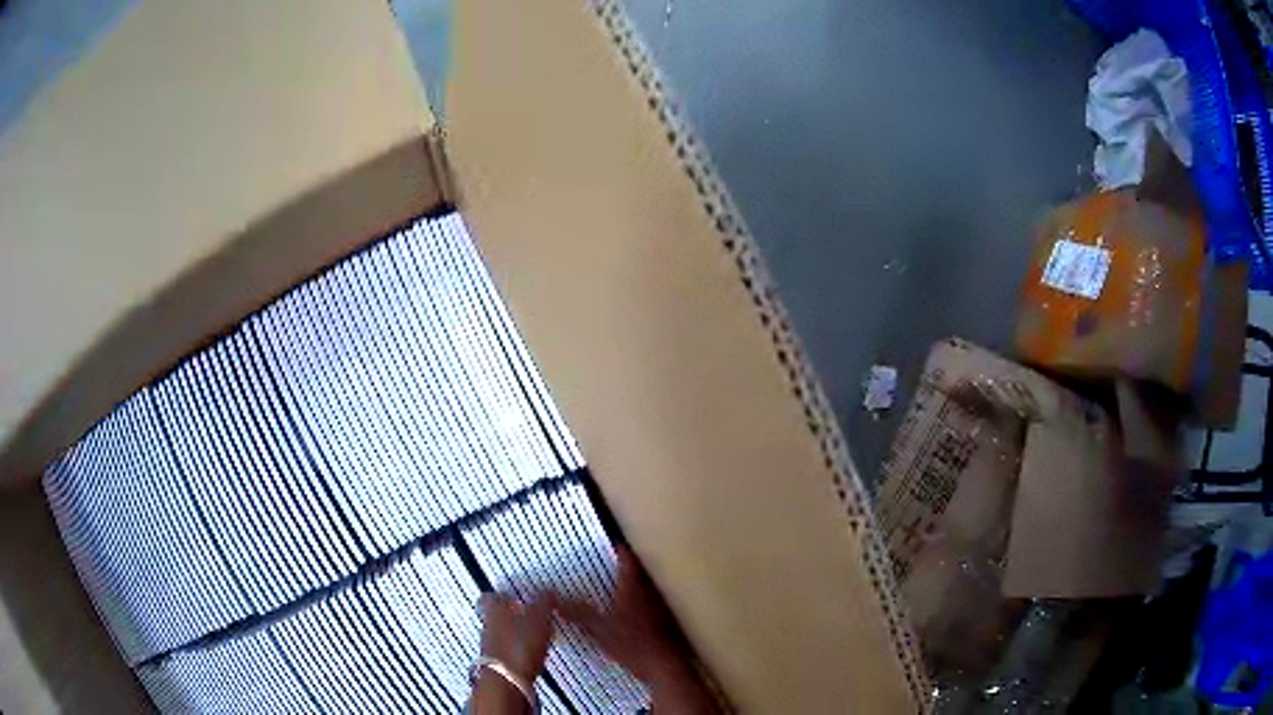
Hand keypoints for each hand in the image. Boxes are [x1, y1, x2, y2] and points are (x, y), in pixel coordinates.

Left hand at [472, 591, 555, 713]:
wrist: (506, 680)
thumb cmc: (518, 646)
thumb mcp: (539, 618)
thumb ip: (543, 603)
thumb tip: (547, 591)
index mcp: (494, 609)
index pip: (491, 595)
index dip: (504, 594)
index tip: (516, 594)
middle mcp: (487, 625)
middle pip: (495, 615)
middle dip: (511, 615)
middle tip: (528, 615)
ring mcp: (490, 645)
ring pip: (500, 633)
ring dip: (515, 633)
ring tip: (535, 636)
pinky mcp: (497, 663)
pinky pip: (506, 651)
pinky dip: (517, 650)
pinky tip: (532, 654)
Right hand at [559, 546, 717, 712]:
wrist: (663, 666)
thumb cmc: (632, 646)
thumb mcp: (598, 630)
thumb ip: (577, 613)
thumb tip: (555, 599)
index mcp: (631, 590)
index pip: (628, 561)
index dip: (621, 551)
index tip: (615, 543)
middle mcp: (648, 594)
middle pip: (641, 571)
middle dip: (631, 564)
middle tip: (619, 559)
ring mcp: (660, 607)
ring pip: (650, 586)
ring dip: (641, 581)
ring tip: (628, 581)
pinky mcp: (666, 622)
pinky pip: (655, 603)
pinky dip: (648, 601)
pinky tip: (640, 610)